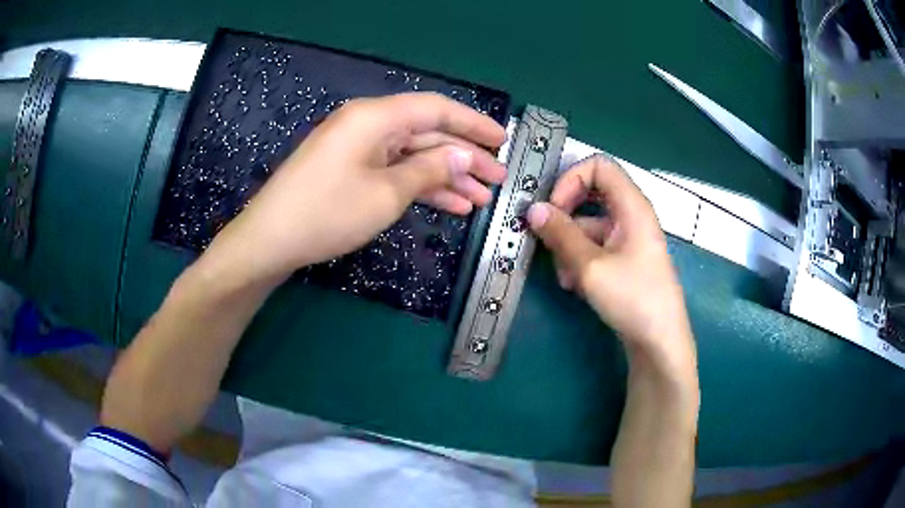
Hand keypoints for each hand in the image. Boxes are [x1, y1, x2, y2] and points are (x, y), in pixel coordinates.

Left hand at [203, 93, 505, 284]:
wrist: (271, 240)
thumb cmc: (327, 213)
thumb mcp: (386, 193)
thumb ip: (429, 170)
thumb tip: (463, 155)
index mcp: (376, 117)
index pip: (436, 110)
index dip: (473, 124)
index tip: (503, 141)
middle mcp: (369, 124)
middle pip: (427, 133)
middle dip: (465, 157)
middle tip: (498, 180)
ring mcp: (358, 148)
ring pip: (414, 155)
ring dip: (447, 176)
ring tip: (481, 198)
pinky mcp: (351, 169)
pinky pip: (394, 170)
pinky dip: (421, 186)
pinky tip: (451, 205)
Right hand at [526, 155, 693, 367]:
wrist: (659, 342)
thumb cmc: (632, 298)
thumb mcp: (590, 266)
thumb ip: (560, 234)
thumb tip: (533, 209)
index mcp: (632, 205)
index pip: (599, 166)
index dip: (572, 179)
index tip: (553, 208)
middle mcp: (631, 216)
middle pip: (591, 195)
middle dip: (565, 215)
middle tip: (547, 236)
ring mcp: (628, 239)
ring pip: (589, 225)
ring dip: (570, 245)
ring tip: (565, 276)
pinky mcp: (624, 260)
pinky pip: (596, 247)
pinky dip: (580, 260)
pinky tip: (575, 286)